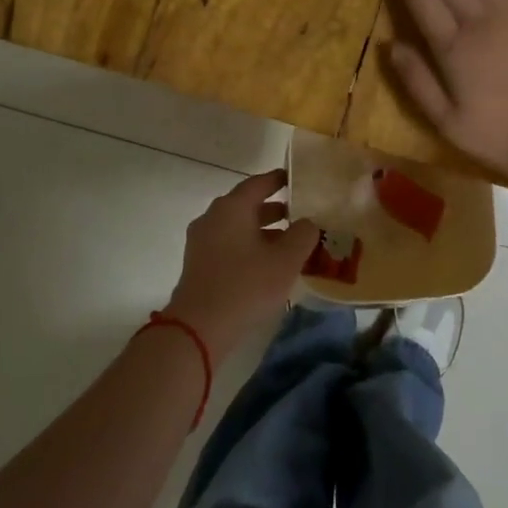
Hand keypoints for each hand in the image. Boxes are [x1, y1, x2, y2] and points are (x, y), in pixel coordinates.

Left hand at [162, 169, 319, 358]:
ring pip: (238, 227)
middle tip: (301, 215)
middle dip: (275, 209)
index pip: (258, 183)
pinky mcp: (199, 264)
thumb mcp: (286, 260)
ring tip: (290, 243)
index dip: (279, 180)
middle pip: (247, 205)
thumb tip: (308, 223)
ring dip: (263, 231)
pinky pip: (229, 245)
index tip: (297, 179)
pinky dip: (249, 246)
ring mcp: (202, 242)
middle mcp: (213, 218)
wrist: (200, 327)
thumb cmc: (246, 285)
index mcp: (231, 208)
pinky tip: (268, 264)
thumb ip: (303, 235)